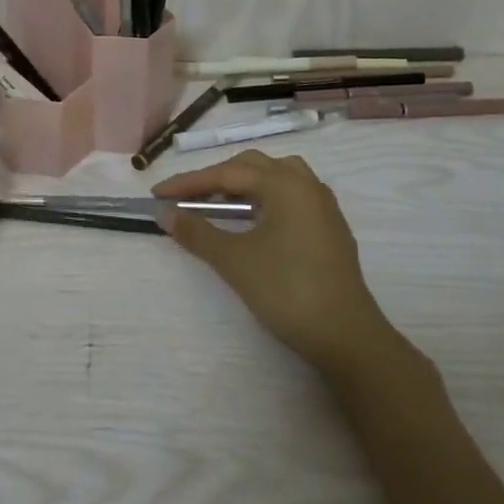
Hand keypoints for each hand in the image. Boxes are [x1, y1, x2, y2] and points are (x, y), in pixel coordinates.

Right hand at [153, 150, 396, 375]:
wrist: (345, 336)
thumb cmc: (287, 290)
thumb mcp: (234, 260)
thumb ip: (197, 232)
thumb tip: (165, 214)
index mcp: (285, 184)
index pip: (226, 174)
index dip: (188, 183)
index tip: (157, 194)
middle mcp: (307, 185)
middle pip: (253, 166)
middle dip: (216, 179)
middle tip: (186, 199)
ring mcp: (323, 206)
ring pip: (277, 177)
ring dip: (244, 185)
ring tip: (219, 204)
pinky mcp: (330, 228)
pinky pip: (291, 196)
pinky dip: (265, 199)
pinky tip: (254, 221)